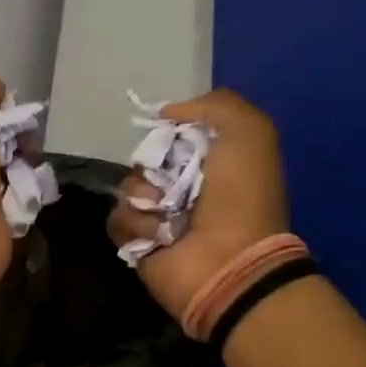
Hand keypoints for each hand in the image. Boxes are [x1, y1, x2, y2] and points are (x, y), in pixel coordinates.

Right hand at [107, 88, 288, 319]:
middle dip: (152, 165)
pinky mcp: (138, 242)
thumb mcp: (248, 132)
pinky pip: (117, 218)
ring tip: (167, 214)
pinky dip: (135, 223)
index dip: (169, 130)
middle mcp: (184, 187)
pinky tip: (158, 234)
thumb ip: (214, 106)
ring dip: (145, 196)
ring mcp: (159, 216)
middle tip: (171, 181)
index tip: (171, 134)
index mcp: (211, 161)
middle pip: (144, 159)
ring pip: (127, 188)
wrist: (230, 261)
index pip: (172, 133)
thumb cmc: (242, 196)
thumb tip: (166, 113)